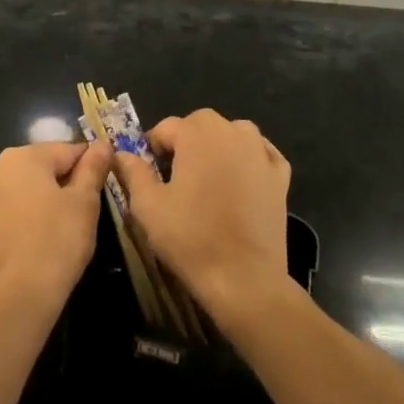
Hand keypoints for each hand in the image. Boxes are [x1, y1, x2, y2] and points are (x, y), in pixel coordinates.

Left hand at [0, 142, 111, 308]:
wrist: (18, 295)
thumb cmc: (58, 240)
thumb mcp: (85, 202)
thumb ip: (92, 168)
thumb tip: (102, 144)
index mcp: (22, 158)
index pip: (65, 151)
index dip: (88, 165)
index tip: (102, 183)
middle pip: (39, 171)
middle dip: (61, 185)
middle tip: (83, 212)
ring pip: (19, 196)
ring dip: (37, 204)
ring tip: (58, 232)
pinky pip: (4, 220)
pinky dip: (19, 226)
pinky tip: (33, 248)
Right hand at [112, 109, 291, 326]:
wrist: (244, 278)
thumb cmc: (190, 237)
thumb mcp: (148, 205)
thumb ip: (133, 172)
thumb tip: (121, 154)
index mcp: (197, 133)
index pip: (165, 128)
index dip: (152, 149)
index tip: (148, 175)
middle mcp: (232, 132)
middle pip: (200, 125)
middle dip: (185, 143)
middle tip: (175, 178)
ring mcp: (261, 152)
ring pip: (233, 135)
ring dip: (218, 147)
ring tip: (207, 179)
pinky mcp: (281, 176)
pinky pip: (261, 154)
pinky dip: (248, 160)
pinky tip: (240, 181)